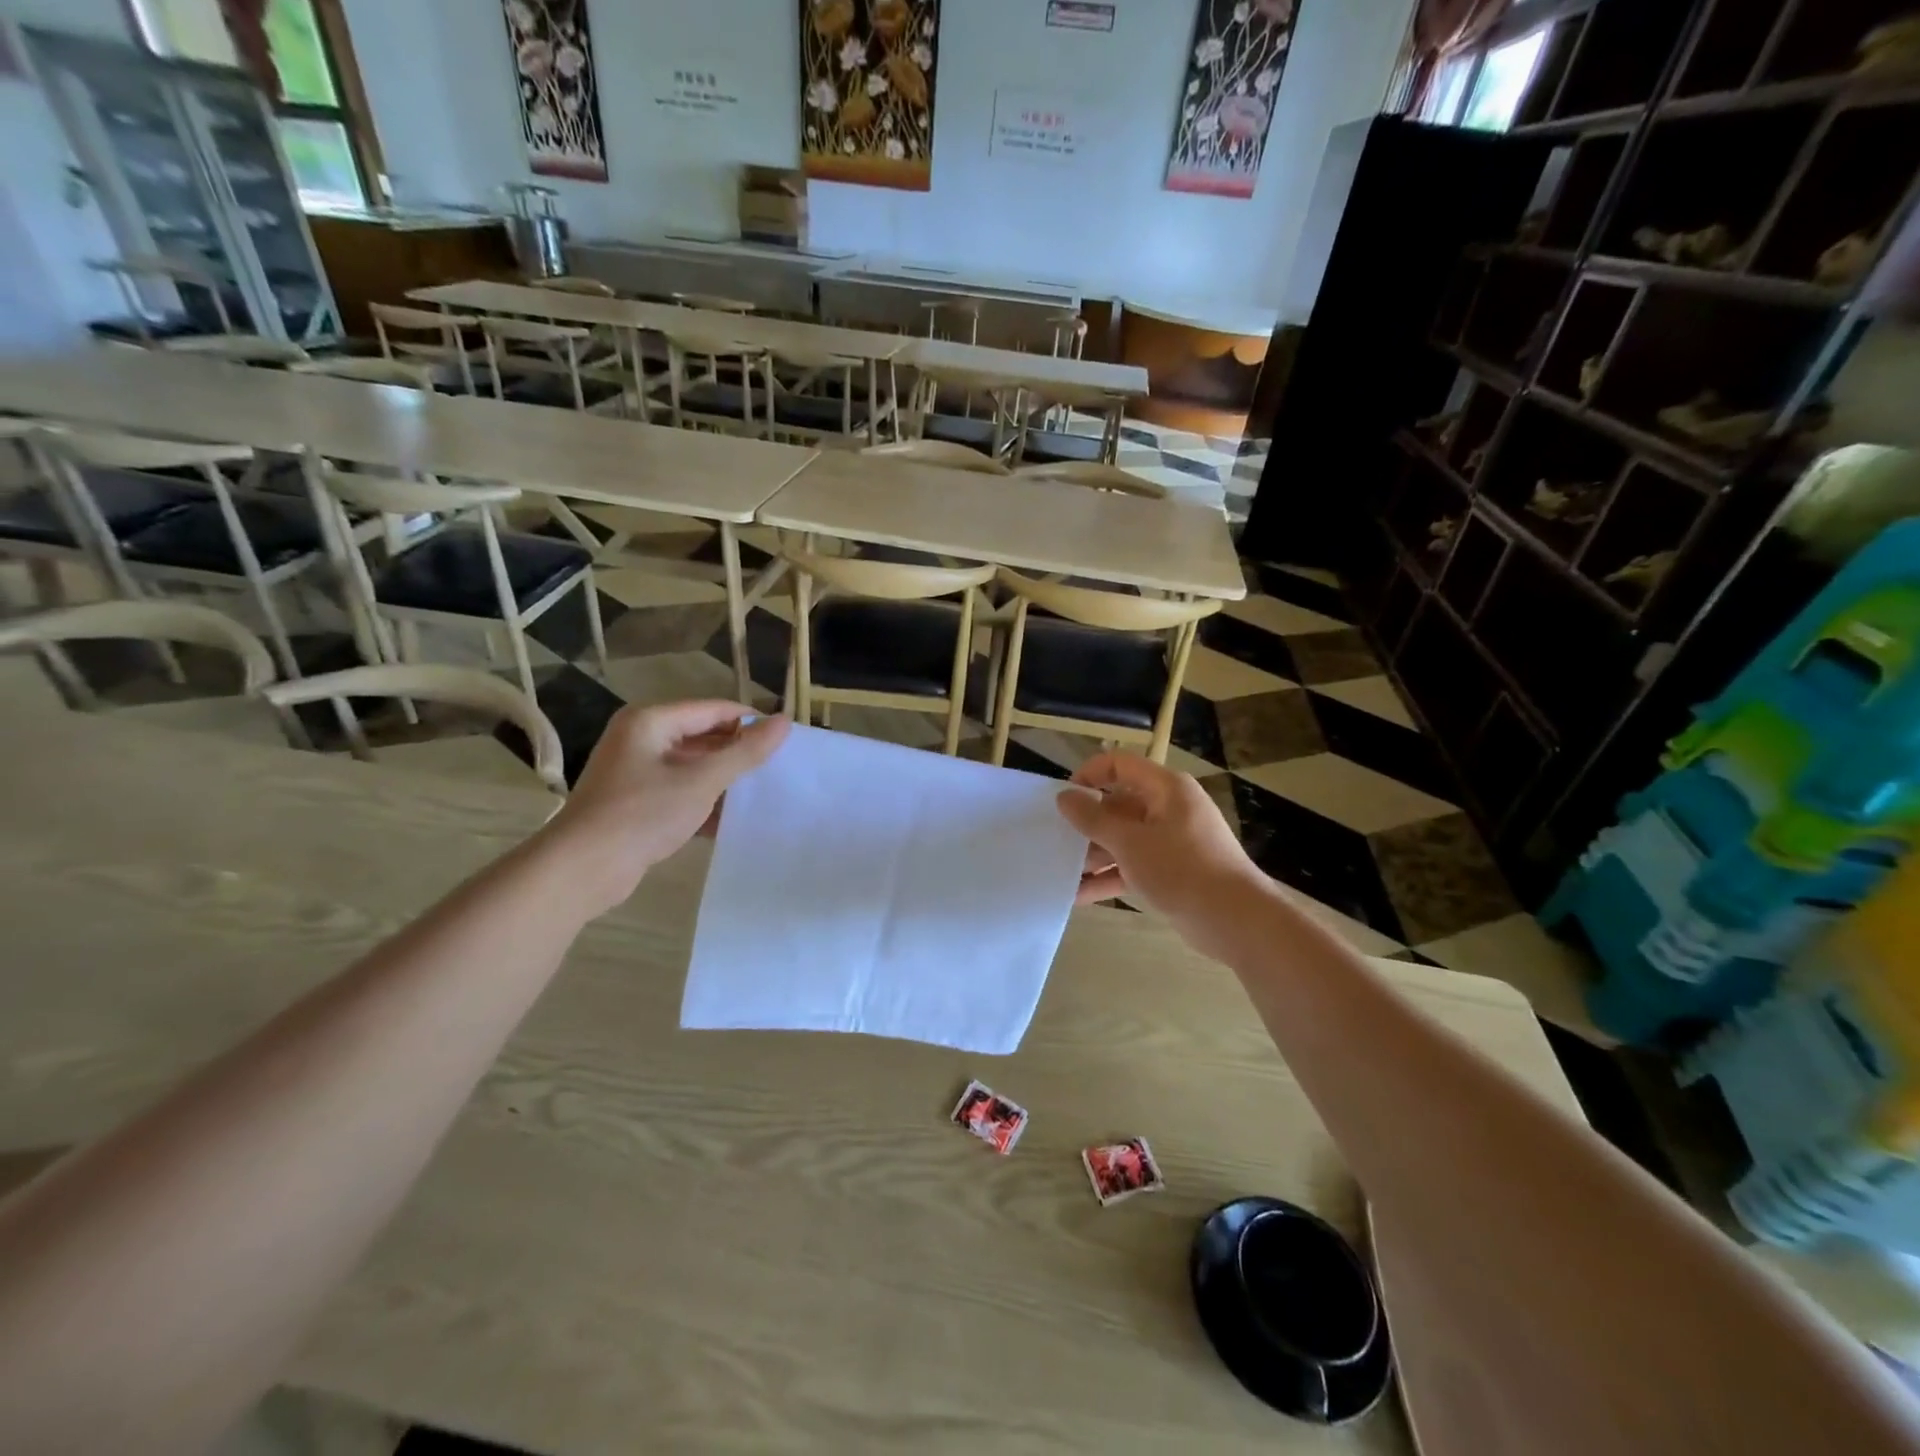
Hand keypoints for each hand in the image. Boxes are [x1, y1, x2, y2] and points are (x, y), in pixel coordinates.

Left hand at [536, 701, 788, 918]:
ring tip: (762, 791)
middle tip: (778, 767)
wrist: (582, 869)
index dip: (751, 721)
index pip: (713, 709)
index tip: (787, 739)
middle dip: (737, 751)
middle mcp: (641, 739)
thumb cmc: (643, 814)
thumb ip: (745, 752)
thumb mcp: (702, 781)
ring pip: (692, 766)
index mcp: (651, 721)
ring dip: (723, 779)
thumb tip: (784, 722)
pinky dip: (704, 800)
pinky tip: (733, 818)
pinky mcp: (635, 802)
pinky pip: (679, 790)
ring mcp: (635, 771)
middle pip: (702, 735)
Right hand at [1056, 753, 1267, 950]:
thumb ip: (1093, 819)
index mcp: (1165, 788)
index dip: (1088, 775)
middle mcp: (1168, 808)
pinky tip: (1078, 895)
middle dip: (1086, 824)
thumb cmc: (1181, 869)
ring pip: (1123, 839)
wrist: (1235, 920)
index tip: (1063, 799)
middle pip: (1118, 805)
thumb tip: (1063, 797)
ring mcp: (1171, 841)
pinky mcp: (1171, 871)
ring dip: (1094, 855)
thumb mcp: (1130, 842)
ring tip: (1060, 872)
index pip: (1119, 765)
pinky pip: (1133, 865)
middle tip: (1054, 840)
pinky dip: (1110, 876)